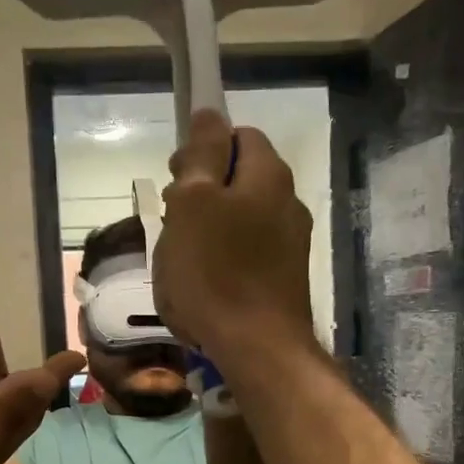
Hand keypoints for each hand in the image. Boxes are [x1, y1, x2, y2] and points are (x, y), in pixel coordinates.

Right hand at [153, 109, 316, 361]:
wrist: (258, 349)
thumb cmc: (215, 273)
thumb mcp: (193, 203)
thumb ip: (201, 154)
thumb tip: (209, 114)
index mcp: (269, 176)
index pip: (237, 136)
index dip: (202, 150)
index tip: (175, 180)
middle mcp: (288, 203)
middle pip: (238, 180)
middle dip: (200, 195)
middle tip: (172, 225)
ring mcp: (290, 245)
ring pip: (240, 221)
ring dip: (207, 232)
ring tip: (182, 262)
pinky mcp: (284, 280)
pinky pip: (247, 255)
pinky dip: (223, 262)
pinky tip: (204, 287)